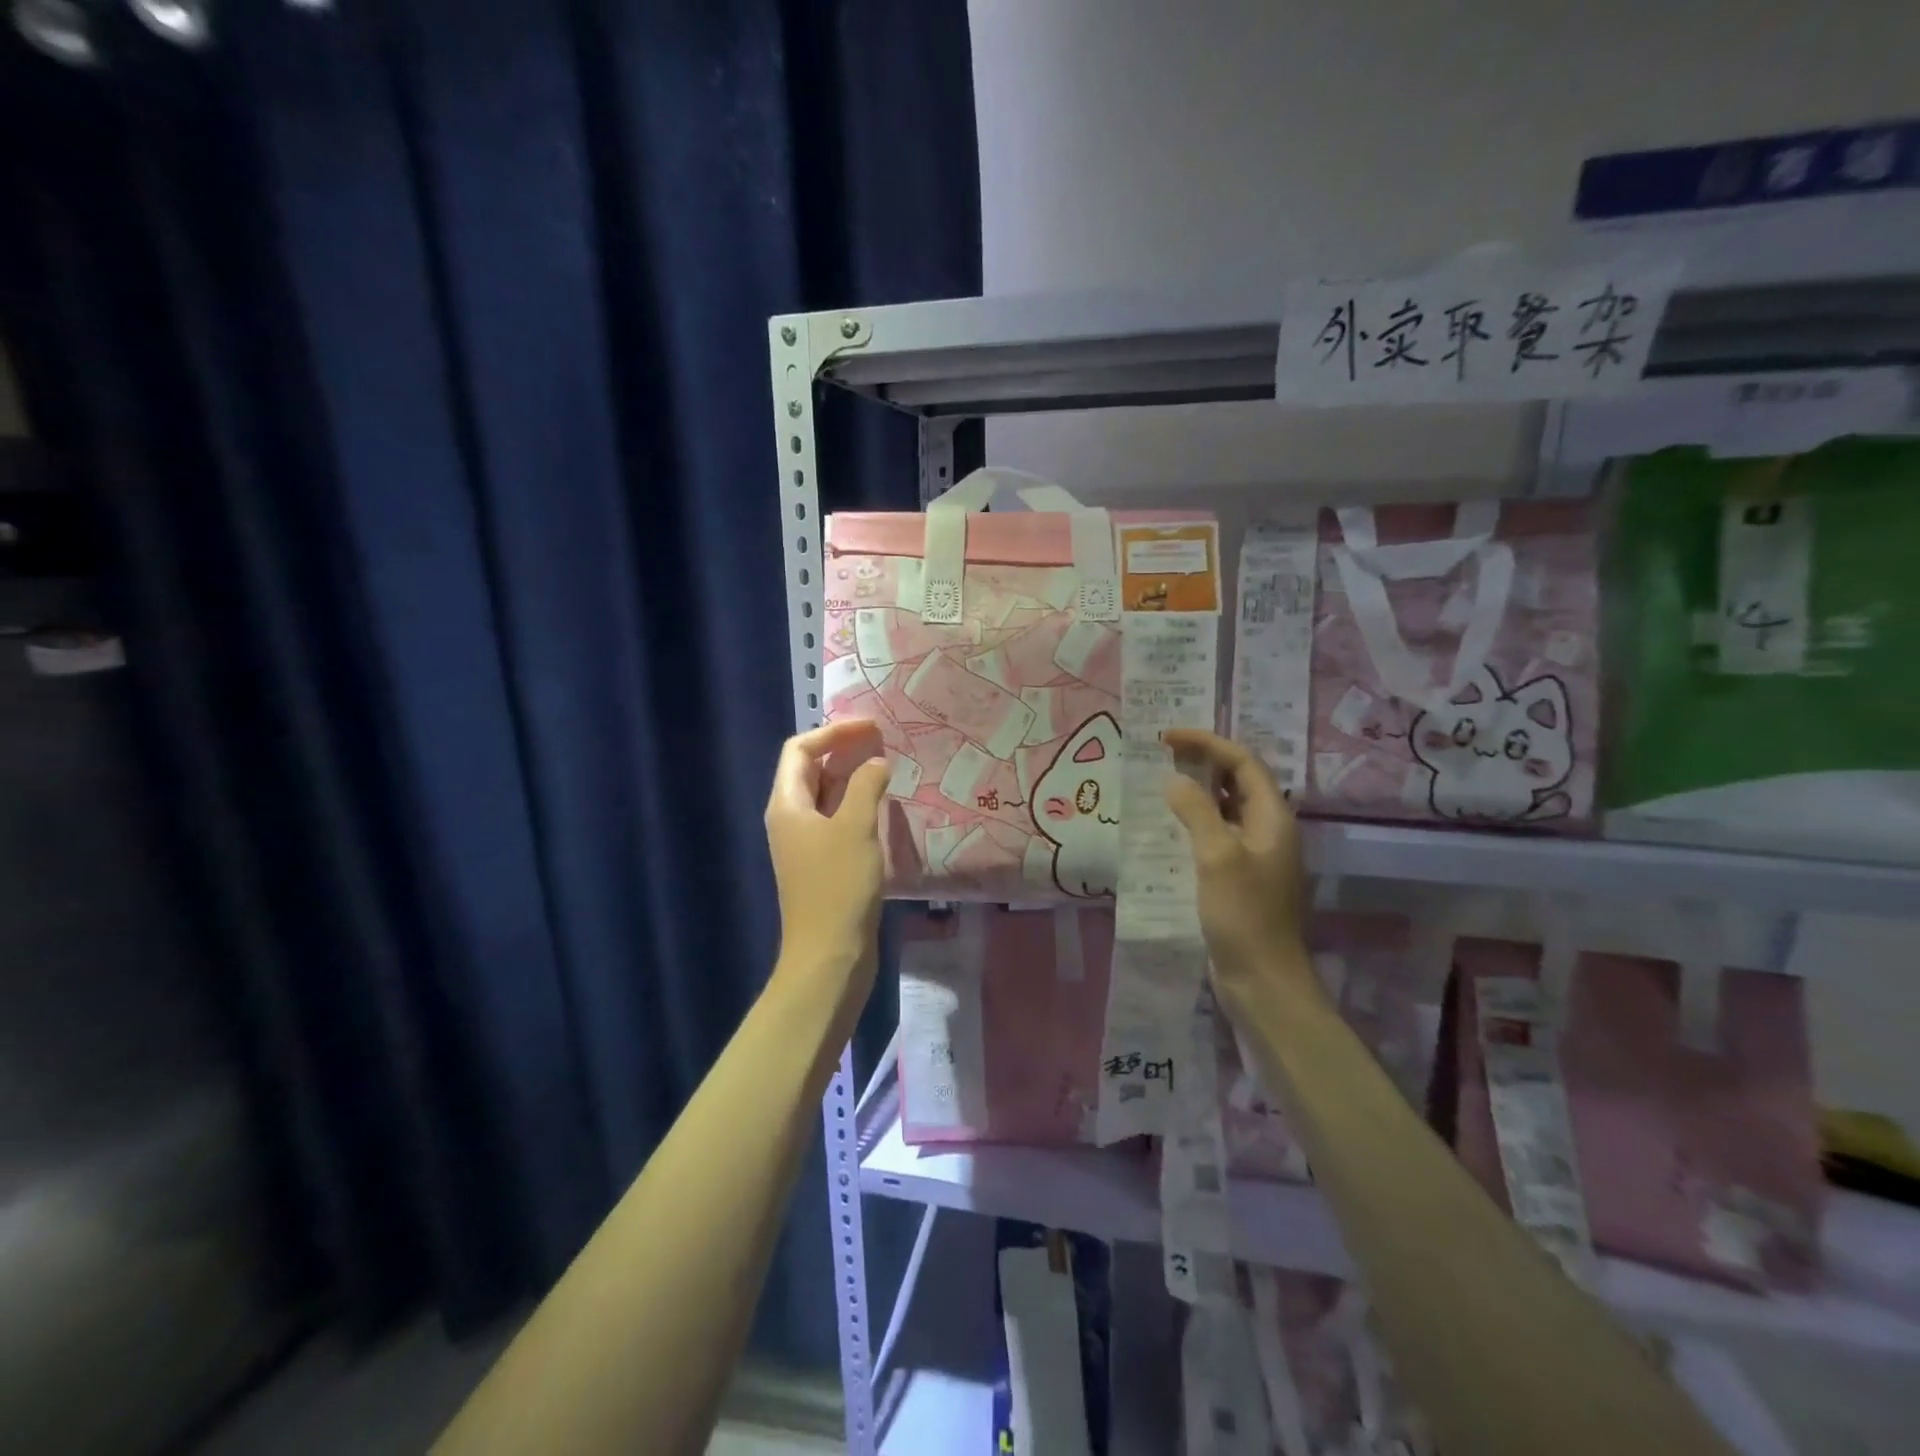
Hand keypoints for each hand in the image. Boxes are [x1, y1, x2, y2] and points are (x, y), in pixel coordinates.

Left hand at [765, 720, 890, 985]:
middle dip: (844, 750)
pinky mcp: (823, 863)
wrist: (829, 955)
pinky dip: (858, 804)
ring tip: (888, 764)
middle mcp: (791, 818)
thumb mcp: (856, 827)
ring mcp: (806, 843)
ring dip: (854, 776)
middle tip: (884, 740)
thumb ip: (866, 785)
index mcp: (787, 804)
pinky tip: (885, 804)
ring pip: (827, 795)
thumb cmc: (838, 886)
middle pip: (812, 770)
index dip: (833, 732)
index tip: (872, 727)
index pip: (800, 749)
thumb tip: (876, 762)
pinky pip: (838, 819)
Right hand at [1161, 729, 1316, 1005]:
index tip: (1168, 737)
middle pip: (1238, 781)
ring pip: (1227, 808)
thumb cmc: (1244, 914)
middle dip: (1203, 762)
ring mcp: (1257, 855)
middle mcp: (1269, 830)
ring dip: (1198, 791)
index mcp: (1273, 818)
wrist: (1263, 979)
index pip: (1243, 762)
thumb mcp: (1218, 856)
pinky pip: (1218, 835)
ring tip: (1162, 782)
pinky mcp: (1242, 877)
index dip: (1207, 743)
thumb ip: (1198, 811)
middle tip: (1162, 754)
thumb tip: (1175, 780)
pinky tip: (1170, 828)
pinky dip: (1196, 822)